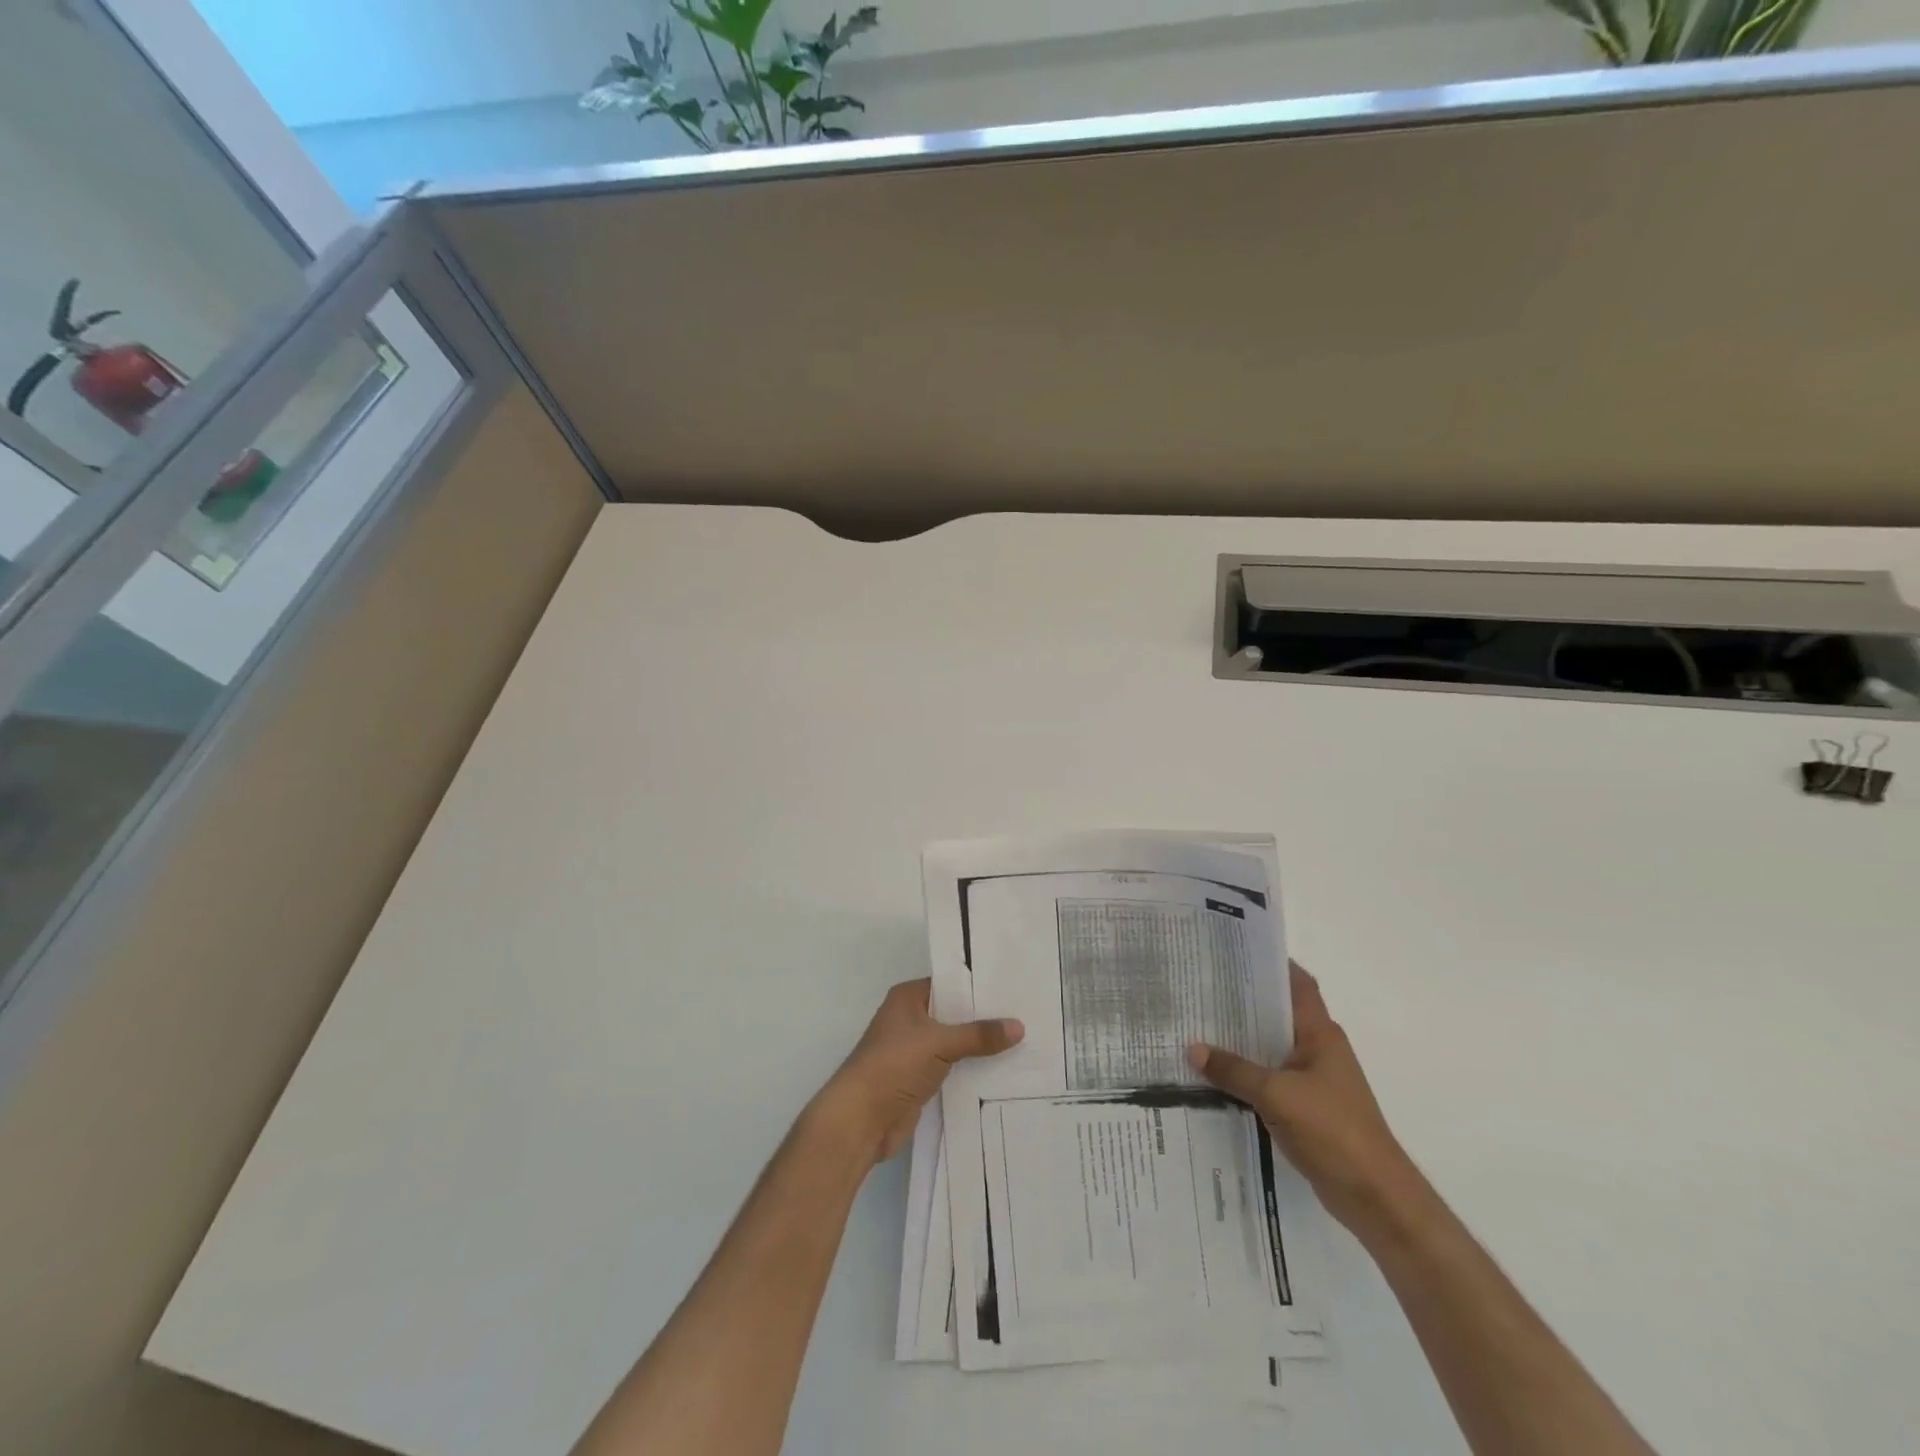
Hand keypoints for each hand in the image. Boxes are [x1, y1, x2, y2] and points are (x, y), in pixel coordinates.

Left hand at [813, 978, 1023, 1161]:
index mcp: (908, 998)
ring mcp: (914, 1050)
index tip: (1012, 984)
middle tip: (1025, 1011)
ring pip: (955, 1041)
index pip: (949, 983)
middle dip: (984, 1016)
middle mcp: (910, 1019)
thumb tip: (1019, 1026)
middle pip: (954, 1013)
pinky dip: (972, 1067)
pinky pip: (953, 1066)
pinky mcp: (920, 1078)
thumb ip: (979, 1035)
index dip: (977, 984)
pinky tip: (1002, 1068)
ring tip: (1022, 1039)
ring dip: (980, 1045)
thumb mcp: (939, 1043)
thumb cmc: (894, 1065)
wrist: (861, 1119)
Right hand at [1189, 963, 1419, 1237]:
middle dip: (1243, 1001)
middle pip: (1277, 1014)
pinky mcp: (1305, 1108)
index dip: (1271, 964)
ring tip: (1197, 1025)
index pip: (1297, 984)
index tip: (1234, 951)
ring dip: (1240, 1040)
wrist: (1374, 1196)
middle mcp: (1318, 1050)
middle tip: (1200, 986)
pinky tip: (1213, 1074)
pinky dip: (1244, 1074)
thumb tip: (1192, 1048)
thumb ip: (1234, 1070)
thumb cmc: (1333, 1130)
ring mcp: (1312, 1080)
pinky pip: (1268, 1079)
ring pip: (1270, 1048)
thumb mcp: (1277, 1095)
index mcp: (1320, 1034)